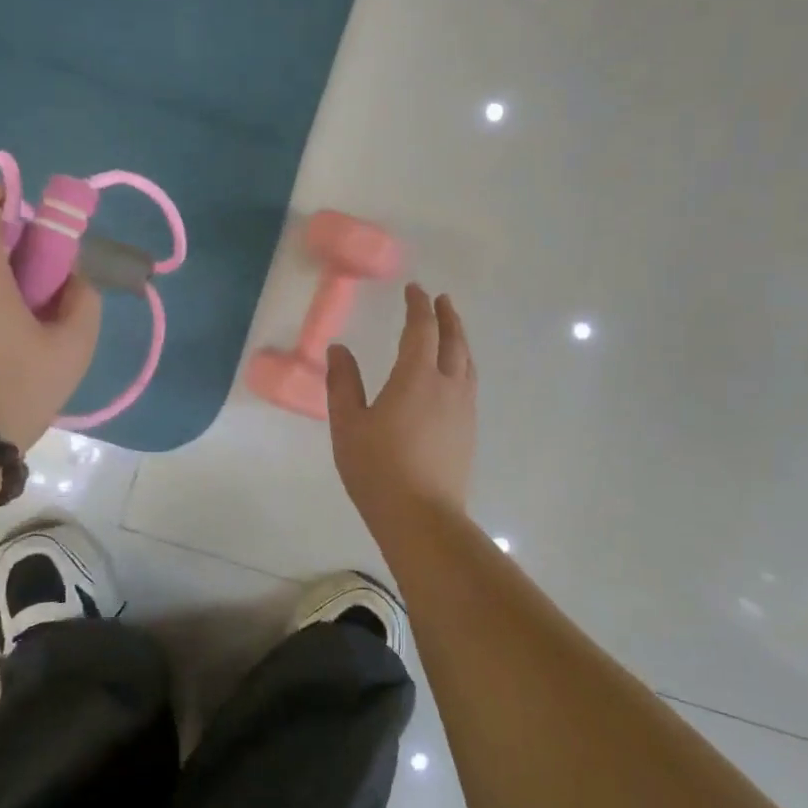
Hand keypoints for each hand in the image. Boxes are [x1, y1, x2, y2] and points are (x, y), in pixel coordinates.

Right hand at [326, 284, 476, 524]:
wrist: (422, 517)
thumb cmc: (378, 468)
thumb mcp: (348, 424)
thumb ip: (343, 383)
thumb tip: (339, 349)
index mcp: (416, 377)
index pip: (422, 329)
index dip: (418, 306)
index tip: (414, 290)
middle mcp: (447, 385)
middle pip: (454, 341)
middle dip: (447, 316)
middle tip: (441, 300)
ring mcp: (463, 409)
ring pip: (467, 363)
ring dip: (459, 339)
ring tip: (451, 331)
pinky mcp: (469, 431)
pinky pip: (469, 384)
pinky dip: (462, 365)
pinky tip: (453, 376)